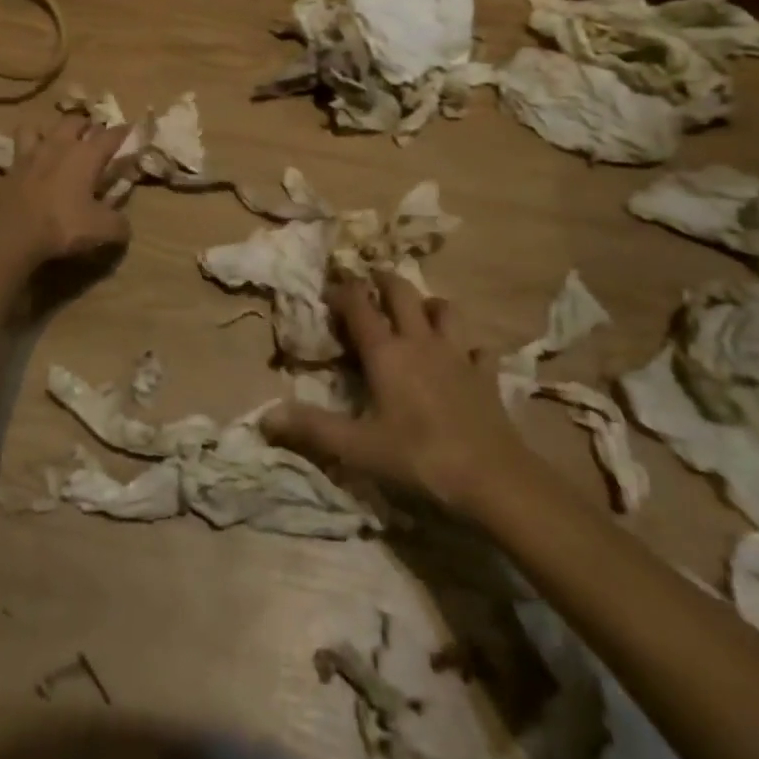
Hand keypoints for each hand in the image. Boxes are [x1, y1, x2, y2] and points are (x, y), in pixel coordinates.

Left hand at [0, 116, 131, 267]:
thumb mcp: (101, 230)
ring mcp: (33, 151)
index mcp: (87, 155)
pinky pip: (22, 141)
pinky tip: (33, 154)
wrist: (11, 234)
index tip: (132, 131)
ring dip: (57, 130)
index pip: (112, 134)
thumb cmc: (62, 225)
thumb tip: (126, 226)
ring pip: (46, 125)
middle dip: (89, 126)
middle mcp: (61, 144)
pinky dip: (30, 142)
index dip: (125, 132)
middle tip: (95, 139)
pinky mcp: (13, 164)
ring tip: (61, 142)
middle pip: (77, 120)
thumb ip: (120, 225)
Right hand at [267, 269, 535, 513]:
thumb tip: (265, 416)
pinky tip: (465, 357)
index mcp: (386, 352)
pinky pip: (479, 349)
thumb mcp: (358, 448)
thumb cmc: (419, 458)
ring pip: (444, 309)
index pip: (359, 304)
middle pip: (402, 292)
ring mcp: (458, 355)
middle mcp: (420, 341)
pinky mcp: (486, 375)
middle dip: (383, 280)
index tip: (328, 291)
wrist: (493, 479)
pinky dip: (469, 347)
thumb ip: (312, 429)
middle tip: (371, 281)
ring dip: (428, 304)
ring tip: (418, 312)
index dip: (342, 290)